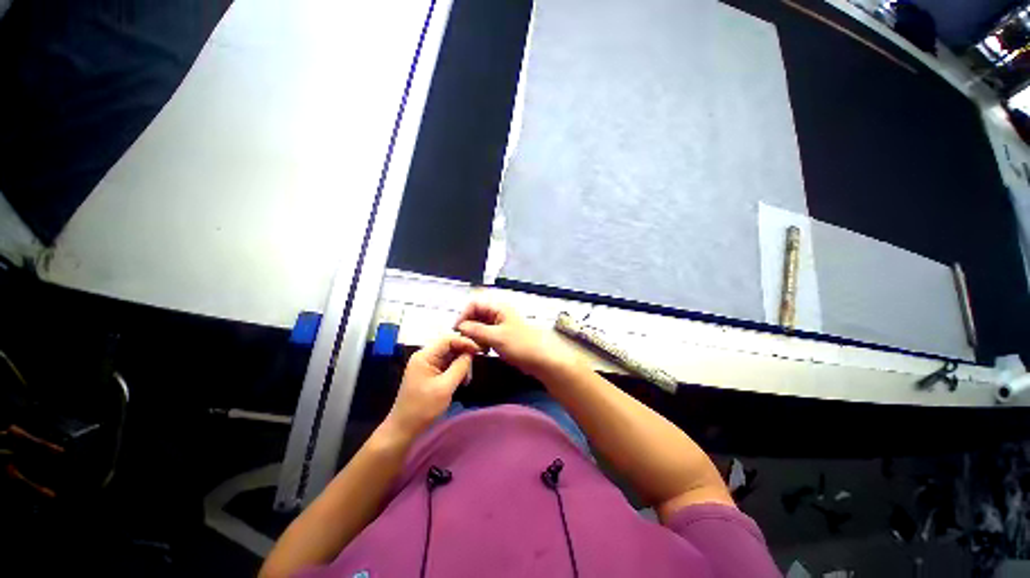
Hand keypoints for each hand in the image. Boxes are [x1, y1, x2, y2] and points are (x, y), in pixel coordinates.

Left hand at [384, 334, 480, 438]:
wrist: (403, 429)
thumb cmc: (423, 408)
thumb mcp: (445, 387)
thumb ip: (460, 366)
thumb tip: (471, 353)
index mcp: (425, 356)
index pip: (448, 339)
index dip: (465, 342)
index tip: (480, 351)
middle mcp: (425, 356)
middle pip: (450, 346)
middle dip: (464, 355)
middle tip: (472, 371)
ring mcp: (427, 364)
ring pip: (450, 356)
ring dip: (461, 365)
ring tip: (466, 380)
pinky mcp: (430, 373)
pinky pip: (447, 365)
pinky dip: (456, 370)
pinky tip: (461, 381)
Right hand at [455, 299, 580, 379]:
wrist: (541, 359)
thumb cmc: (520, 345)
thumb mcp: (496, 337)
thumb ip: (476, 330)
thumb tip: (460, 327)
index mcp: (499, 308)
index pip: (475, 303)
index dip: (464, 314)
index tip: (457, 330)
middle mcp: (499, 313)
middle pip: (476, 314)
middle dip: (469, 326)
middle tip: (466, 341)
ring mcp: (501, 324)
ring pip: (480, 325)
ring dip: (475, 335)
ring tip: (476, 347)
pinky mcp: (503, 335)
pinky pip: (487, 334)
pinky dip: (482, 340)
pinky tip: (483, 350)